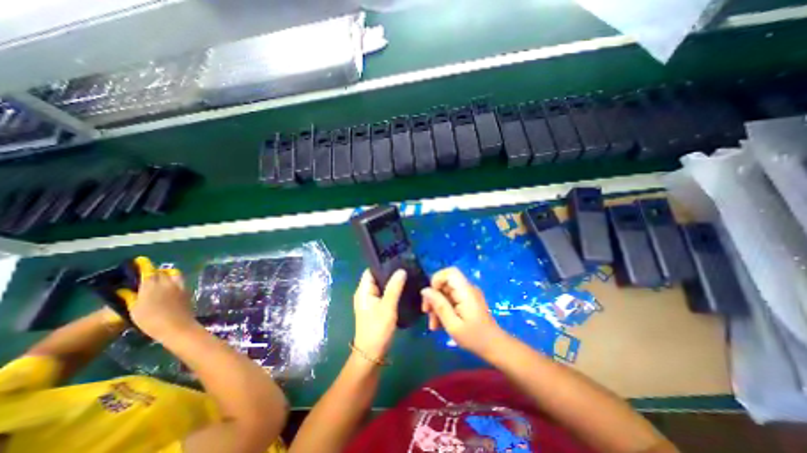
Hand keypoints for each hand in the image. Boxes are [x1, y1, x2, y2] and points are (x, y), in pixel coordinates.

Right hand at [129, 259, 197, 339]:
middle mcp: (168, 283)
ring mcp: (181, 286)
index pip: (149, 271)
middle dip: (155, 270)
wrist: (177, 326)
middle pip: (162, 272)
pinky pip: (180, 281)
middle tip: (147, 273)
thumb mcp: (135, 310)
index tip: (140, 260)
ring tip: (160, 278)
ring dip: (167, 273)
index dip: (144, 265)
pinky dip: (173, 280)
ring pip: (174, 274)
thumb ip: (131, 297)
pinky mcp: (188, 291)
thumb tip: (125, 290)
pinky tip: (169, 286)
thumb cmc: (151, 320)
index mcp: (152, 286)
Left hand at [354, 269, 405, 361]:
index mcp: (363, 290)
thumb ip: (394, 287)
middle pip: (377, 277)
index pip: (371, 270)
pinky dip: (392, 291)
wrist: (371, 354)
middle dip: (390, 273)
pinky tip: (403, 289)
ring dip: (392, 283)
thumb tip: (401, 270)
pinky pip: (384, 295)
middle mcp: (365, 293)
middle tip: (406, 267)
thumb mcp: (387, 307)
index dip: (382, 264)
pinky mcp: (376, 308)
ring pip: (382, 287)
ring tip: (407, 276)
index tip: (397, 259)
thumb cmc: (377, 329)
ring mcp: (370, 301)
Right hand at [420, 268, 504, 359]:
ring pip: (445, 292)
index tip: (430, 297)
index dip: (436, 280)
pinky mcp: (466, 301)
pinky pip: (450, 299)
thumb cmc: (474, 338)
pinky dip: (443, 309)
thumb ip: (439, 305)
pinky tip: (440, 324)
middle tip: (427, 313)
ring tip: (433, 325)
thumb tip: (425, 290)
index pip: (449, 272)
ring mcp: (467, 295)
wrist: (495, 347)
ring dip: (437, 305)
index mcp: (466, 291)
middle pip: (445, 283)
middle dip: (434, 296)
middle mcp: (467, 289)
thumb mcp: (453, 324)